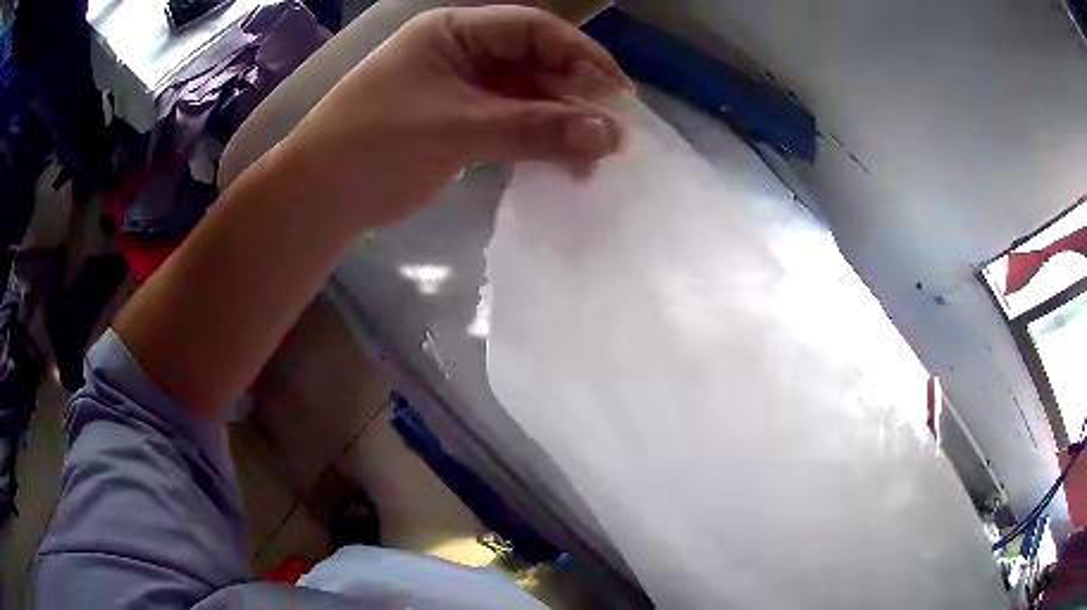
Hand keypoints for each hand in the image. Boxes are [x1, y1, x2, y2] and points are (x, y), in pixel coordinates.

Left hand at [277, 5, 632, 227]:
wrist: (319, 200)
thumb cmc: (374, 146)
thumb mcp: (457, 129)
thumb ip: (535, 129)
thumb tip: (611, 136)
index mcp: (454, 31)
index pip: (534, 30)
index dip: (582, 56)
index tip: (620, 96)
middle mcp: (463, 52)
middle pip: (536, 63)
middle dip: (576, 97)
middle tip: (614, 136)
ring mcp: (462, 88)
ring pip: (528, 97)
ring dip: (561, 124)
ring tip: (594, 160)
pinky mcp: (461, 123)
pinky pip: (513, 124)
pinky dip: (538, 142)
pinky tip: (562, 164)